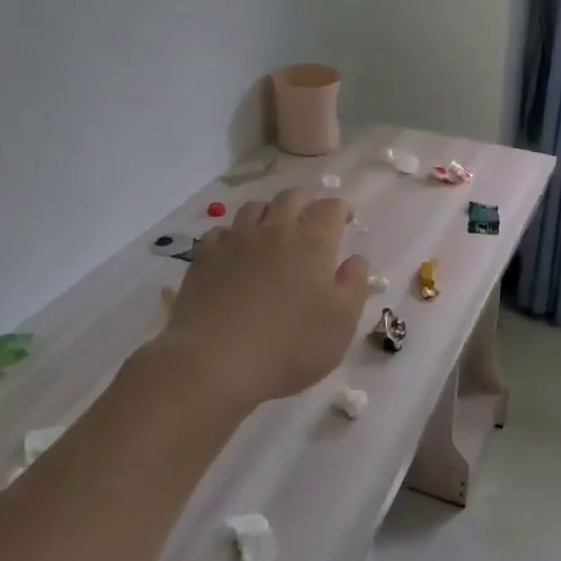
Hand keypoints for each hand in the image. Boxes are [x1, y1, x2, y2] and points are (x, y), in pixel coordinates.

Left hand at [159, 189, 368, 413]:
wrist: (213, 364)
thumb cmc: (289, 347)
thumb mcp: (341, 324)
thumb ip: (354, 285)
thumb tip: (356, 260)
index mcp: (312, 242)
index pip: (330, 208)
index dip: (341, 209)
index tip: (346, 220)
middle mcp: (274, 230)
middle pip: (292, 197)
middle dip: (307, 203)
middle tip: (313, 221)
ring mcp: (235, 241)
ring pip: (254, 207)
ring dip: (270, 212)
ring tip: (274, 231)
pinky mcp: (204, 258)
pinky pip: (221, 231)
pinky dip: (234, 235)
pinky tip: (236, 253)